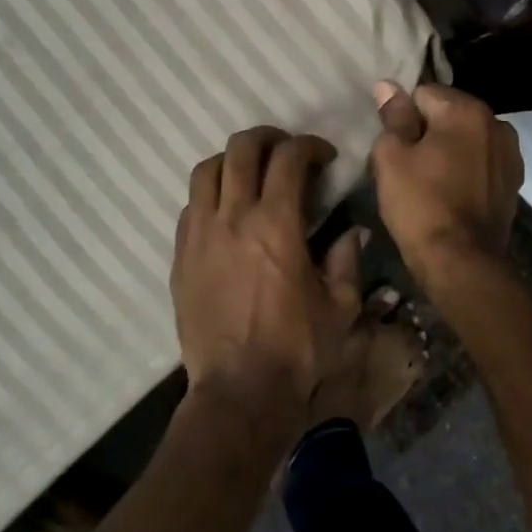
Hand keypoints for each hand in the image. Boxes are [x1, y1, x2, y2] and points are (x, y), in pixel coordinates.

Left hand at [170, 127, 362, 437]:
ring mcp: (199, 236)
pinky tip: (226, 215)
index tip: (324, 158)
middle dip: (269, 139)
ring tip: (251, 176)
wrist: (239, 391)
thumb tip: (351, 232)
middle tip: (287, 153)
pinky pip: (190, 207)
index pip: (289, 158)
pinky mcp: (180, 257)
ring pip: (206, 171)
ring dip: (233, 162)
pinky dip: (211, 196)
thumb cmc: (297, 351)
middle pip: (241, 149)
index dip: (310, 146)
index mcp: (277, 224)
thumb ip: (347, 260)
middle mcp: (233, 218)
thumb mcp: (341, 308)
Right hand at [371, 82, 522, 288]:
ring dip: (449, 150)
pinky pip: (481, 163)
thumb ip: (393, 117)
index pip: (423, 94)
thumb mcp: (392, 158)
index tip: (393, 145)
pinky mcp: (513, 182)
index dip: (402, 117)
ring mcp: (510, 154)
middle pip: (449, 114)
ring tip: (429, 181)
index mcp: (467, 110)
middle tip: (406, 165)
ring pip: (467, 139)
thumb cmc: (420, 205)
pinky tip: (451, 193)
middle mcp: (497, 123)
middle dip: (427, 131)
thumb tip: (388, 86)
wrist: (461, 261)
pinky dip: (466, 170)